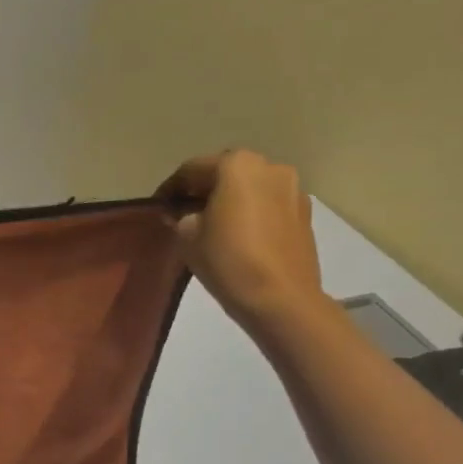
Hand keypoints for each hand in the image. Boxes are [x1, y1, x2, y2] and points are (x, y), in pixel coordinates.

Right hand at [156, 150, 326, 324]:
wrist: (281, 298)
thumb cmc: (228, 260)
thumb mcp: (187, 237)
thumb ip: (181, 217)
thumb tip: (183, 214)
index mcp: (236, 165)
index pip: (192, 169)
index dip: (170, 188)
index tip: (158, 207)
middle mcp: (269, 166)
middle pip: (226, 172)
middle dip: (203, 190)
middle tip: (184, 212)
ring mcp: (292, 189)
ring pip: (250, 187)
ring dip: (230, 199)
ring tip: (212, 224)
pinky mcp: (304, 213)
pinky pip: (269, 204)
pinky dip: (252, 212)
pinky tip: (239, 235)